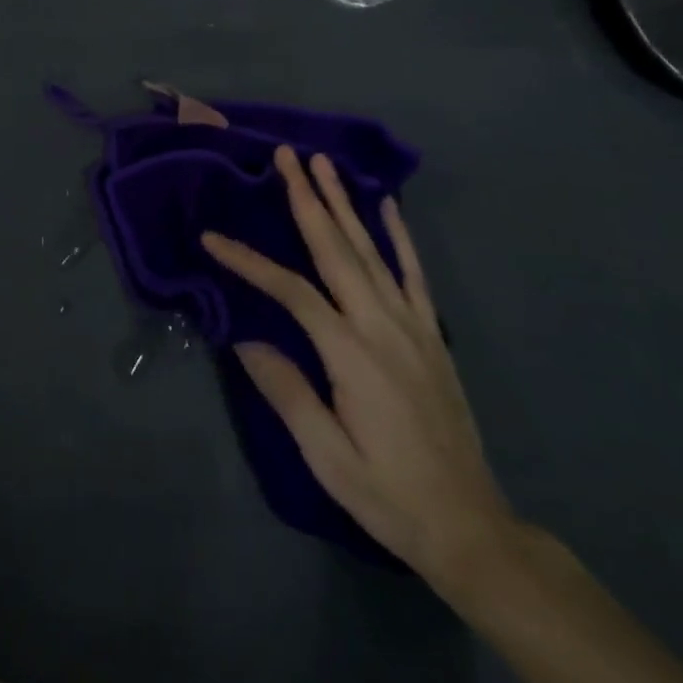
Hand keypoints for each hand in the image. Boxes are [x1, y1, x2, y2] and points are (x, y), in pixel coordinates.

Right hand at [202, 146, 513, 588]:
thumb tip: (244, 339)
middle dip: (308, 198)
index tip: (211, 238)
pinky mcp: (430, 334)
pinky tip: (387, 206)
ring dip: (345, 203)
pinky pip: (413, 274)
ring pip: (372, 250)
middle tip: (286, 155)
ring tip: (324, 163)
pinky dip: (399, 235)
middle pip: (337, 249)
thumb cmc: (388, 494)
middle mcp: (383, 326)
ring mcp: (413, 326)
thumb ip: (287, 392)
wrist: (471, 527)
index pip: (291, 291)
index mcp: (352, 354)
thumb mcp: (327, 456)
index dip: (249, 261)